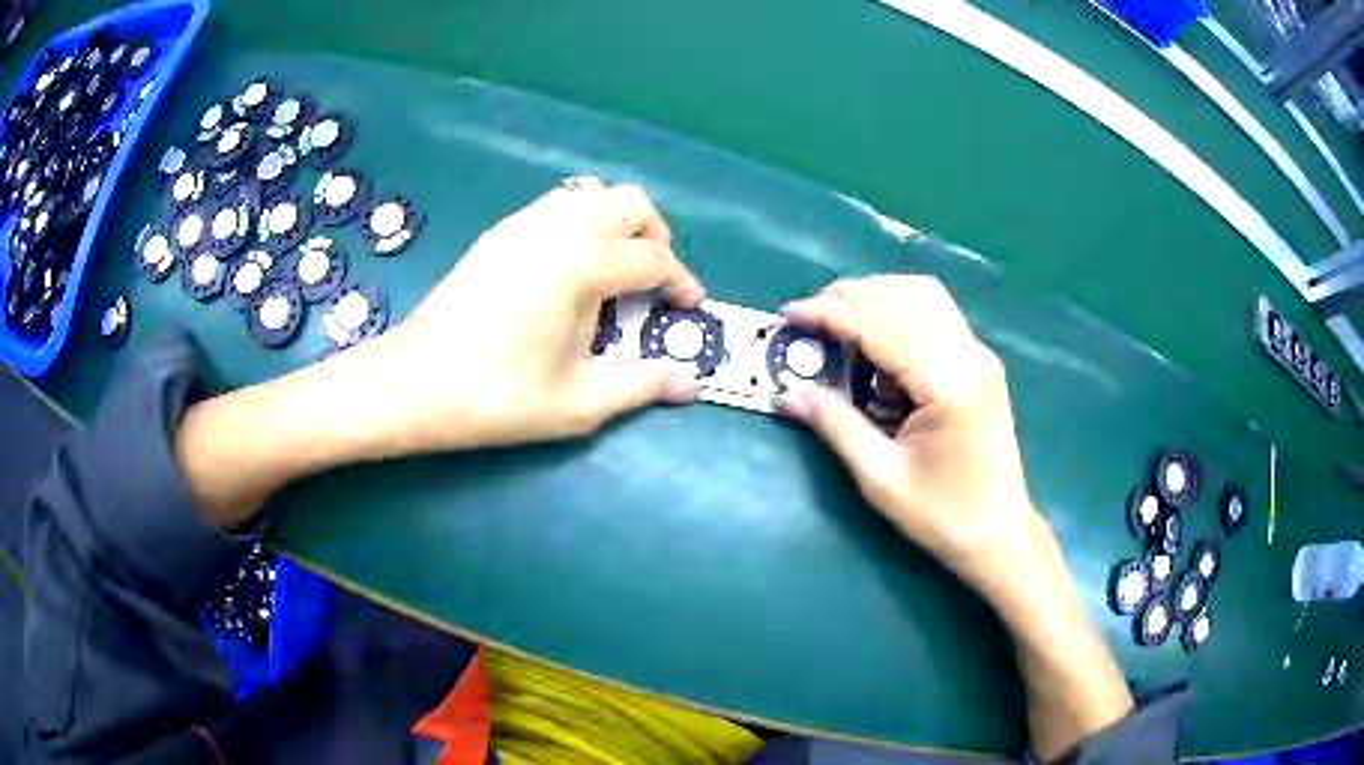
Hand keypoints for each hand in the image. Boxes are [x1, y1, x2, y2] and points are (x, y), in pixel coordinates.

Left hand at [373, 178, 703, 450]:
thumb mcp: (579, 402)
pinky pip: (556, 207)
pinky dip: (580, 224)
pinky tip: (566, 271)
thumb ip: (642, 385)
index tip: (690, 308)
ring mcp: (524, 223)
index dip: (681, 283)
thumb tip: (691, 384)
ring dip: (617, 224)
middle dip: (655, 237)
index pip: (655, 258)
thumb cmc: (499, 396)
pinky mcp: (499, 232)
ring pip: (592, 195)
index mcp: (585, 263)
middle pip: (631, 203)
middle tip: (652, 282)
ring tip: (612, 272)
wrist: (414, 383)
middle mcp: (560, 227)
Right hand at [774, 275, 1043, 595]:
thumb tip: (787, 393)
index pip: (883, 326)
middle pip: (906, 297)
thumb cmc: (942, 516)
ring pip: (925, 296)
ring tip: (836, 317)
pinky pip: (937, 315)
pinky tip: (875, 338)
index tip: (788, 313)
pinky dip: (899, 311)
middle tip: (807, 315)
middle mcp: (971, 355)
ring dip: (877, 296)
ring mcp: (981, 355)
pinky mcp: (981, 363)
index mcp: (949, 384)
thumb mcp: (880, 477)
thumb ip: (835, 425)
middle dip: (851, 296)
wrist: (1000, 534)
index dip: (831, 315)